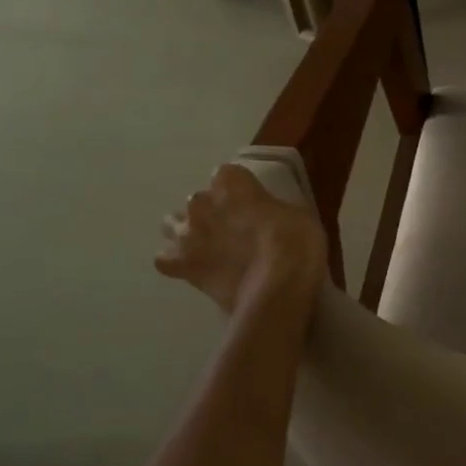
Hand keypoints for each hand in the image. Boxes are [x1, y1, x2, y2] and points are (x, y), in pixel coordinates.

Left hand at [156, 165, 326, 314]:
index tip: (254, 203)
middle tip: (236, 230)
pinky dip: (177, 263)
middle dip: (213, 211)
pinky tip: (195, 269)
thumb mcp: (299, 215)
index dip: (240, 189)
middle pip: (200, 200)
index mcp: (232, 183)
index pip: (228, 174)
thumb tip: (267, 214)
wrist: (276, 291)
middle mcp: (201, 202)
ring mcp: (186, 235)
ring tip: (210, 247)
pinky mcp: (181, 267)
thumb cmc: (295, 246)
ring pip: (173, 224)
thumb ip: (274, 208)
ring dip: (189, 232)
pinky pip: (166, 260)